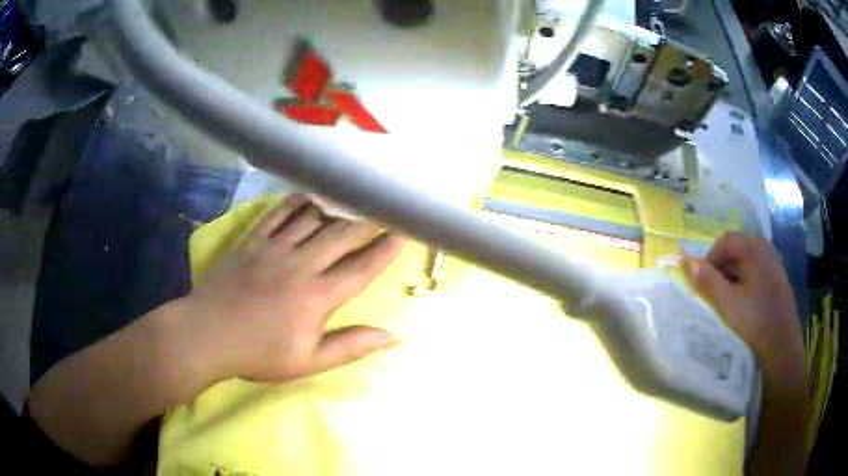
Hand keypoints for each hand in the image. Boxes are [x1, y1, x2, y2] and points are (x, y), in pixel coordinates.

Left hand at [184, 194, 404, 382]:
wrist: (208, 335)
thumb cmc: (259, 354)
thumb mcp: (308, 362)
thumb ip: (350, 347)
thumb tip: (391, 336)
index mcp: (318, 297)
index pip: (361, 268)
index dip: (385, 250)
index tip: (403, 233)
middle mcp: (301, 264)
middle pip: (342, 235)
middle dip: (367, 222)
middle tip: (384, 210)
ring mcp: (275, 248)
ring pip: (313, 217)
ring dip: (337, 207)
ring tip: (353, 198)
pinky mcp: (253, 240)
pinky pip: (279, 213)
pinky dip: (297, 201)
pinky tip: (309, 194)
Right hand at [681, 232, 803, 377]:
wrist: (782, 342)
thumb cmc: (754, 320)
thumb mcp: (727, 303)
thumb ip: (707, 281)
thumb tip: (685, 261)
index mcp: (753, 248)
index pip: (725, 240)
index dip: (711, 258)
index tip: (705, 282)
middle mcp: (765, 247)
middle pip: (737, 246)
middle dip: (723, 265)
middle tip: (716, 289)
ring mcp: (774, 260)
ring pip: (747, 257)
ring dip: (734, 271)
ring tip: (730, 296)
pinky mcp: (778, 275)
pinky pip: (758, 266)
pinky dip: (746, 276)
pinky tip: (746, 298)